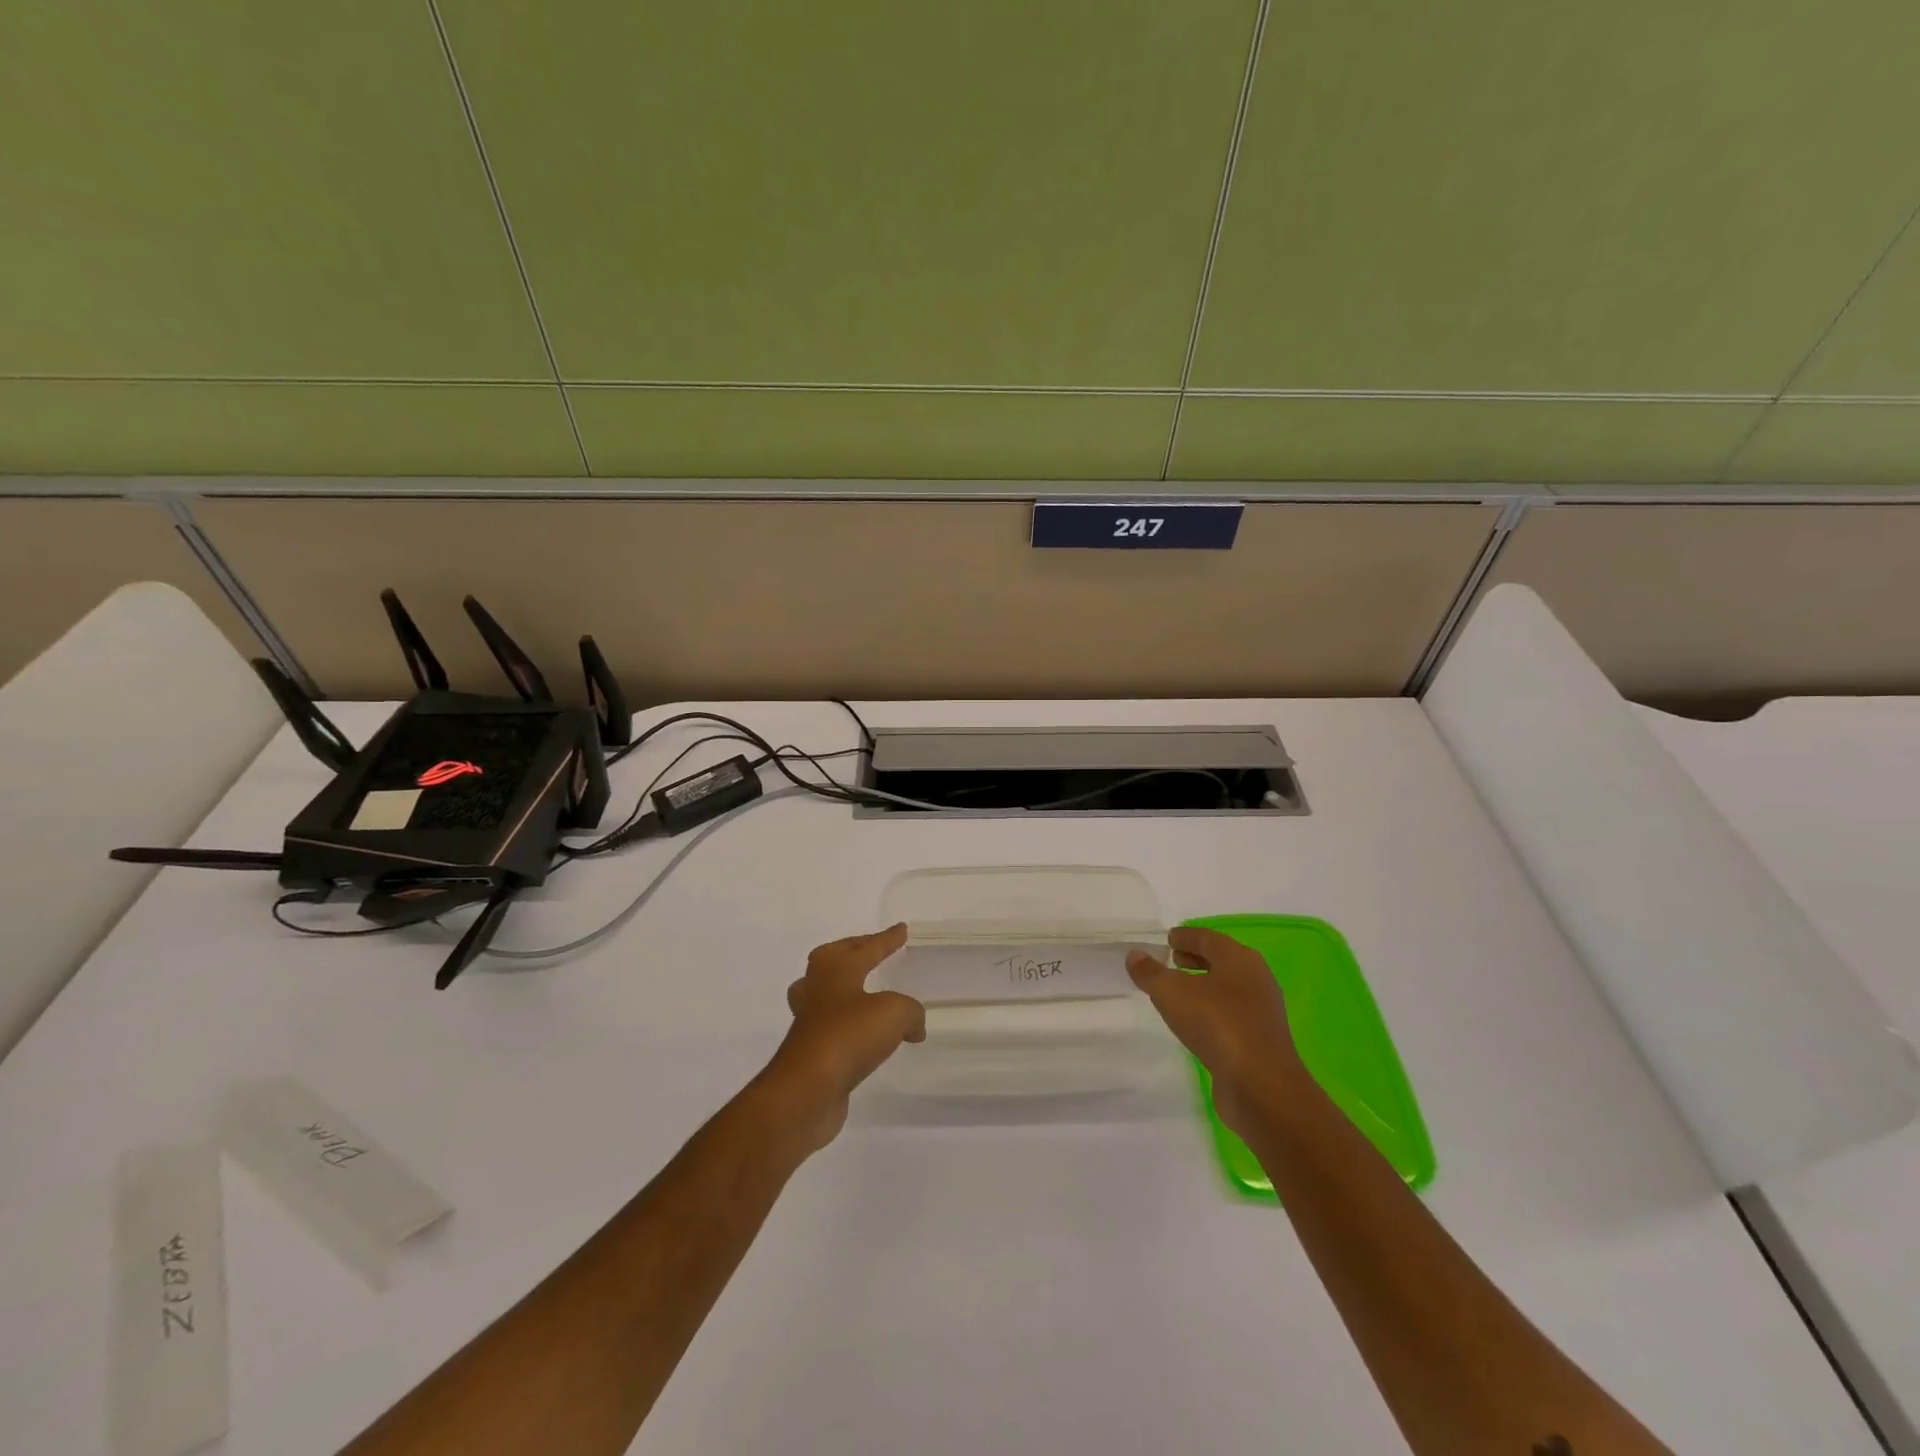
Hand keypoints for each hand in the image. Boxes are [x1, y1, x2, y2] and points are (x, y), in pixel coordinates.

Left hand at [754, 924, 924, 1152]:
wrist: (806, 1091)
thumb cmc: (848, 1036)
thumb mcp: (894, 1013)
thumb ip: (910, 1012)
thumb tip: (913, 1026)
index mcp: (835, 969)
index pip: (866, 947)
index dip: (886, 939)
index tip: (902, 929)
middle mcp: (817, 989)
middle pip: (833, 961)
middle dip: (853, 953)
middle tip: (871, 951)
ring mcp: (810, 1021)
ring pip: (826, 994)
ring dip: (845, 989)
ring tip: (864, 993)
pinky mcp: (811, 1053)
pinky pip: (834, 1029)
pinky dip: (852, 1027)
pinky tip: (868, 1037)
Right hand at [1127, 927, 1305, 1137]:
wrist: (1261, 1086)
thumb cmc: (1217, 1024)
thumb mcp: (1171, 992)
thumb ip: (1150, 972)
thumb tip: (1135, 955)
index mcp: (1239, 959)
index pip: (1208, 938)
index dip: (1186, 936)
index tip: (1168, 938)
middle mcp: (1255, 979)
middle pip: (1222, 961)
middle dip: (1196, 959)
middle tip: (1172, 959)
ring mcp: (1261, 1012)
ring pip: (1228, 989)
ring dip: (1204, 985)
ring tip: (1178, 991)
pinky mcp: (1260, 1041)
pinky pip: (1231, 1015)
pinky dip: (1211, 1010)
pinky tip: (1194, 1022)